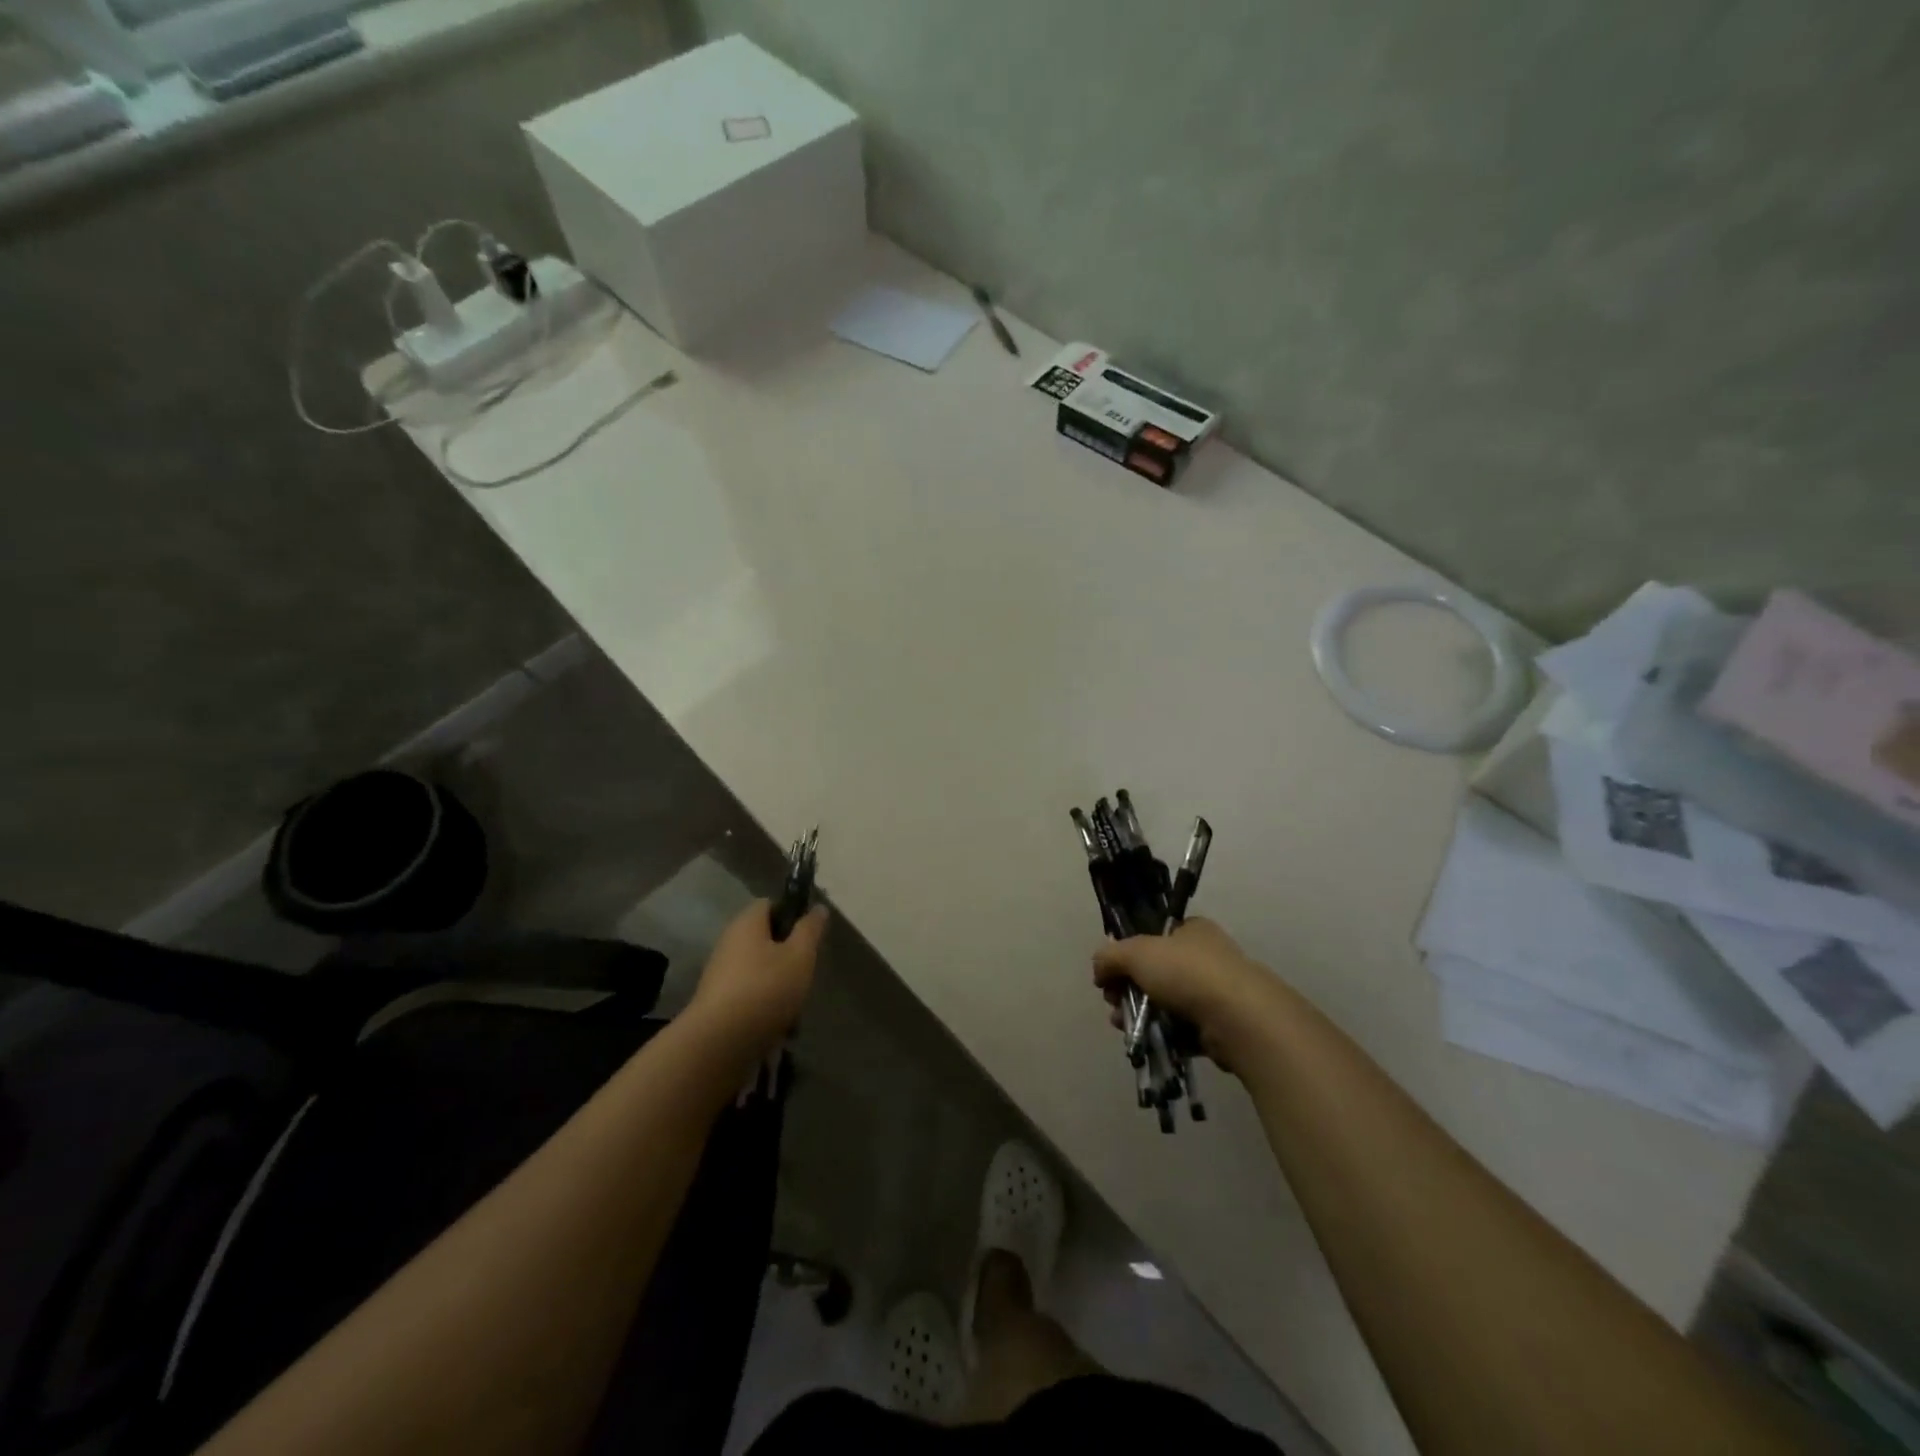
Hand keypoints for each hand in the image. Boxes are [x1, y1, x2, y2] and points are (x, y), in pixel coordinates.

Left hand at [687, 900, 827, 1066]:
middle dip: (788, 957)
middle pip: (766, 941)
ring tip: (794, 1009)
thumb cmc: (765, 989)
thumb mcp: (800, 955)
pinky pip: (749, 996)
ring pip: (760, 972)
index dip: (792, 914)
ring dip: (779, 987)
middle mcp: (729, 943)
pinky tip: (778, 1027)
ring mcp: (719, 974)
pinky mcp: (717, 1004)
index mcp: (747, 923)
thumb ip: (810, 929)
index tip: (809, 936)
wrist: (718, 1044)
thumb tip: (818, 908)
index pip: (770, 905)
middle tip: (805, 974)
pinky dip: (765, 1007)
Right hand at [1092, 918, 1285, 1072]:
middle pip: (1156, 973)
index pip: (1154, 937)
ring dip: (1140, 1015)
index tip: (1110, 974)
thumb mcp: (1136, 953)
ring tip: (1123, 1026)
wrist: (1239, 1019)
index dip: (1128, 954)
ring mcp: (1216, 993)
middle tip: (1113, 1003)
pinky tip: (1145, 1042)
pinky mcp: (1221, 1027)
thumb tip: (1098, 968)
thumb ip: (1110, 956)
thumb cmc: (1187, 973)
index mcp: (1192, 930)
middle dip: (1128, 990)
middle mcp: (1207, 957)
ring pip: (1167, 1003)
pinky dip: (1163, 1035)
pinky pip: (1183, 1030)